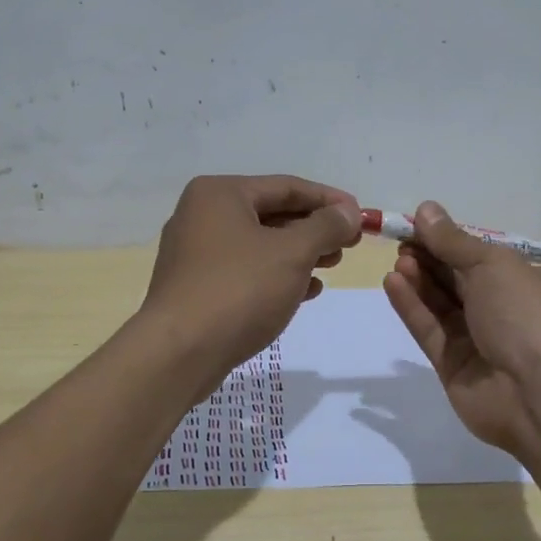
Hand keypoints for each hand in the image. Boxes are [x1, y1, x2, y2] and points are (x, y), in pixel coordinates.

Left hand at [143, 174, 361, 391]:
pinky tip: (306, 290)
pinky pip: (246, 271)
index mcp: (219, 194)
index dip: (328, 200)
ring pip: (260, 244)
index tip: (361, 215)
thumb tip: (349, 211)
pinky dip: (277, 276)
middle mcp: (202, 215)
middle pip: (272, 214)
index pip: (286, 186)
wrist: (179, 353)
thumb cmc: (239, 289)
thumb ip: (325, 227)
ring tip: (333, 266)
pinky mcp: (197, 287)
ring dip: (300, 254)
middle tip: (349, 244)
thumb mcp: (292, 253)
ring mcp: (196, 253)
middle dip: (314, 229)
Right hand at [381, 201, 540, 457]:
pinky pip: (431, 331)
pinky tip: (393, 284)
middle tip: (402, 242)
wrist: (539, 394)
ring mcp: (482, 342)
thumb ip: (453, 241)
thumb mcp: (492, 264)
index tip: (418, 227)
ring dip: (420, 281)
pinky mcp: (456, 368)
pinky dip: (413, 308)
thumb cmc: (526, 314)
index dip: (451, 241)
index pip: (485, 257)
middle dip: (431, 260)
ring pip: (443, 306)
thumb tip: (426, 209)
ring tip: (397, 262)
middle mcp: (508, 312)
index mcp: (532, 283)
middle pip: (460, 281)